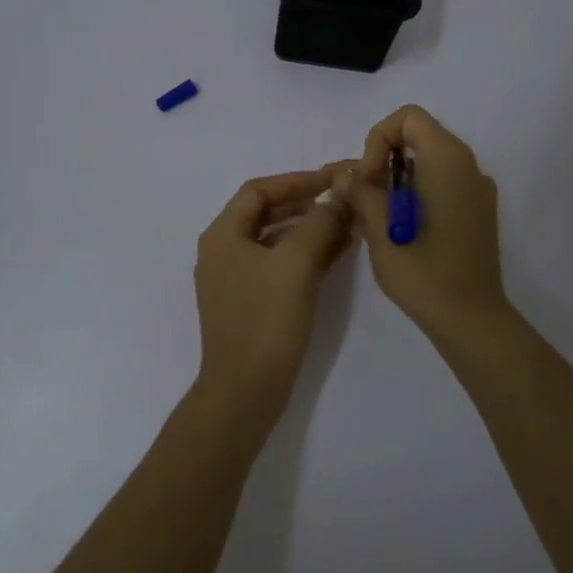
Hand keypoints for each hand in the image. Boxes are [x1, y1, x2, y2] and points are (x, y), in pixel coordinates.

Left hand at [193, 168, 352, 434]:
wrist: (246, 391)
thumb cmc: (266, 320)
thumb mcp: (296, 264)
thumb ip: (319, 222)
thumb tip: (338, 194)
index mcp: (223, 235)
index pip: (259, 190)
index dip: (297, 181)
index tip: (333, 181)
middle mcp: (224, 251)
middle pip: (267, 213)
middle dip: (307, 204)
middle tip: (345, 200)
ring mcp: (237, 279)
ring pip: (277, 240)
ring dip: (311, 229)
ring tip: (350, 224)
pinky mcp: (252, 303)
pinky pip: (281, 266)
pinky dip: (307, 255)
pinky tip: (339, 252)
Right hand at [343, 105, 510, 342]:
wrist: (470, 318)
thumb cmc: (423, 270)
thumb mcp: (380, 229)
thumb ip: (360, 191)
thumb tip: (345, 174)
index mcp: (448, 159)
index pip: (408, 118)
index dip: (378, 139)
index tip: (367, 178)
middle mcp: (468, 166)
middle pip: (418, 137)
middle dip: (383, 160)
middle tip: (363, 198)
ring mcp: (477, 190)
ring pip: (428, 163)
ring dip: (396, 180)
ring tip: (375, 216)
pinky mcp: (477, 212)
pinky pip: (442, 185)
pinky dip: (416, 194)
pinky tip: (400, 229)